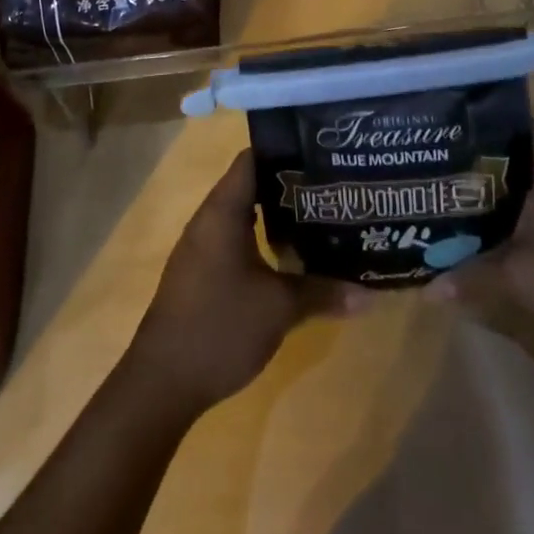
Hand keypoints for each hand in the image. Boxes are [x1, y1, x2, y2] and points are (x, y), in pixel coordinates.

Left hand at [125, 150, 353, 411]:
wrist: (162, 382)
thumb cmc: (220, 327)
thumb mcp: (279, 308)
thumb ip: (322, 292)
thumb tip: (370, 294)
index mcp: (222, 211)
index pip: (253, 159)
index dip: (286, 151)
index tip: (323, 154)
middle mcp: (209, 220)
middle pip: (252, 186)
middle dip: (291, 187)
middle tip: (333, 189)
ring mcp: (203, 248)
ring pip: (246, 217)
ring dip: (279, 218)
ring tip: (323, 220)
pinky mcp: (202, 274)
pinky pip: (237, 242)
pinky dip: (264, 242)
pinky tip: (293, 259)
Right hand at [428, 127, 533, 359]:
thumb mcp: (519, 278)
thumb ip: (470, 275)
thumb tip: (426, 287)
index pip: (509, 124)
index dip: (473, 119)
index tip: (436, 120)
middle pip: (506, 156)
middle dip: (468, 159)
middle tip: (423, 160)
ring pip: (516, 186)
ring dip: (483, 191)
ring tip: (437, 191)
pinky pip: (527, 211)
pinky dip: (501, 215)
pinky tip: (474, 229)